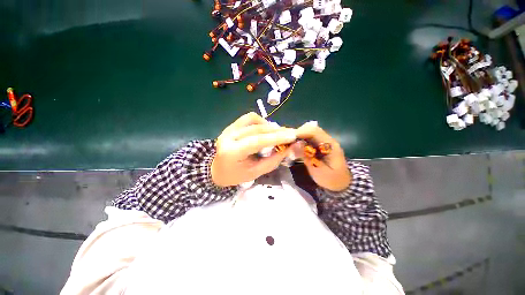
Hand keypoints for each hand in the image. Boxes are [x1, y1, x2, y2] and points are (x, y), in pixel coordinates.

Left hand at [211, 112, 297, 186]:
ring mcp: (229, 129)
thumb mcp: (256, 173)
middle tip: (291, 133)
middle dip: (276, 131)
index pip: (256, 141)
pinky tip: (266, 129)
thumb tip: (289, 148)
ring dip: (269, 125)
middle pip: (256, 129)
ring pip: (252, 119)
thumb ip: (273, 160)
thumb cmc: (236, 175)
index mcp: (231, 152)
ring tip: (279, 133)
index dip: (276, 137)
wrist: (218, 170)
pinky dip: (261, 122)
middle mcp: (228, 136)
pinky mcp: (231, 125)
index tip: (292, 136)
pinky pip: (249, 118)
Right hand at [294, 121, 351, 191]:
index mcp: (330, 145)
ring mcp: (325, 142)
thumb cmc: (330, 179)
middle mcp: (328, 140)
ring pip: (310, 133)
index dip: (300, 132)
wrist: (341, 184)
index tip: (288, 138)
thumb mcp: (318, 170)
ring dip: (299, 136)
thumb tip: (294, 144)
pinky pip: (310, 138)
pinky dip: (301, 140)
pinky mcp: (321, 145)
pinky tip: (296, 146)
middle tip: (287, 141)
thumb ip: (306, 157)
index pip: (314, 132)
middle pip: (312, 129)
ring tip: (290, 144)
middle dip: (298, 133)